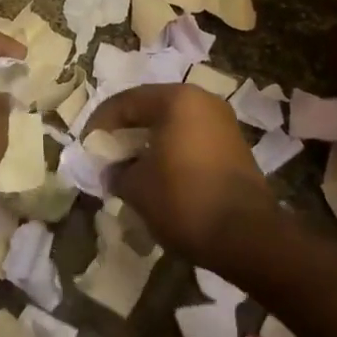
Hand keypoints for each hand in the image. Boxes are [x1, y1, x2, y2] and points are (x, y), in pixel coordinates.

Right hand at [84, 83, 279, 267]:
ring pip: (173, 125)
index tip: (87, 148)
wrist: (249, 237)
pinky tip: (160, 177)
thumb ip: (117, 171)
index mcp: (176, 99)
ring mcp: (222, 123)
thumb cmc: (185, 200)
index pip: (126, 101)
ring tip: (131, 169)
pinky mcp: (234, 147)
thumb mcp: (137, 187)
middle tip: (107, 156)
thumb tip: (114, 171)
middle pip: (151, 109)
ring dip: (149, 143)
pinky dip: (171, 152)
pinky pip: (192, 139)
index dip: (100, 124)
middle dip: (126, 132)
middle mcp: (202, 100)